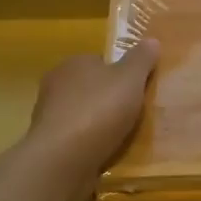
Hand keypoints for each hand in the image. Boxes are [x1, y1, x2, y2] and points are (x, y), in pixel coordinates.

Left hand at [25, 41, 160, 178]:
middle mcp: (55, 85)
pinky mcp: (48, 144)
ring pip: (82, 114)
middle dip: (108, 99)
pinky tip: (104, 152)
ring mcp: (48, 116)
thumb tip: (151, 40)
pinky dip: (89, 144)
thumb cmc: (99, 110)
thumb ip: (141, 59)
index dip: (120, 73)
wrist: (63, 159)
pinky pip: (76, 138)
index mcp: (73, 63)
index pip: (99, 61)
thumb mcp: (130, 79)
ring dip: (98, 123)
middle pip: (90, 88)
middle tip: (133, 113)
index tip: (136, 89)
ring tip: (122, 136)